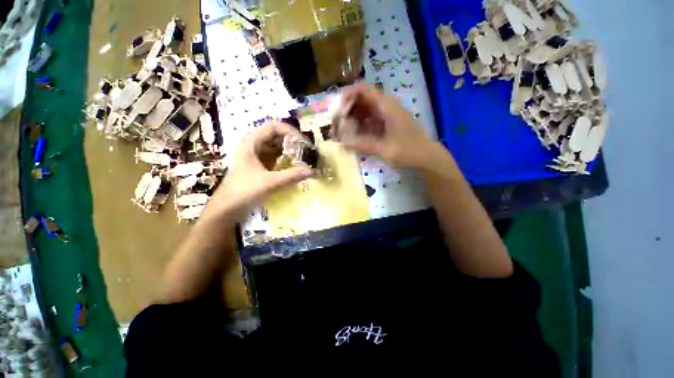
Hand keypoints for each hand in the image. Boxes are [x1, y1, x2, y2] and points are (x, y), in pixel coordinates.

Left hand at [207, 121, 312, 218]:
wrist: (228, 207)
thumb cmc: (244, 191)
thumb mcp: (269, 182)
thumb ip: (291, 176)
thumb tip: (312, 171)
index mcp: (252, 143)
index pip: (274, 127)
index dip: (290, 131)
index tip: (303, 143)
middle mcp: (254, 145)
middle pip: (277, 135)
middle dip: (293, 142)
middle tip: (307, 152)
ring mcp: (257, 155)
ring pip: (278, 146)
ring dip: (291, 150)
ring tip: (304, 158)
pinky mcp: (261, 164)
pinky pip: (277, 156)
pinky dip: (287, 159)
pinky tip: (296, 165)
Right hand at [334, 83, 438, 169]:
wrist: (427, 157)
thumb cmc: (408, 151)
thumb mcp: (385, 149)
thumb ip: (363, 145)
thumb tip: (343, 143)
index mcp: (387, 107)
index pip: (364, 90)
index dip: (348, 96)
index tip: (337, 110)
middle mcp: (387, 106)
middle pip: (363, 99)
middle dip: (348, 109)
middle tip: (338, 123)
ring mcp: (388, 114)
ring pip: (366, 109)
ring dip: (354, 117)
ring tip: (344, 129)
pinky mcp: (388, 122)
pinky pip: (371, 118)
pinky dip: (361, 124)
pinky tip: (355, 134)